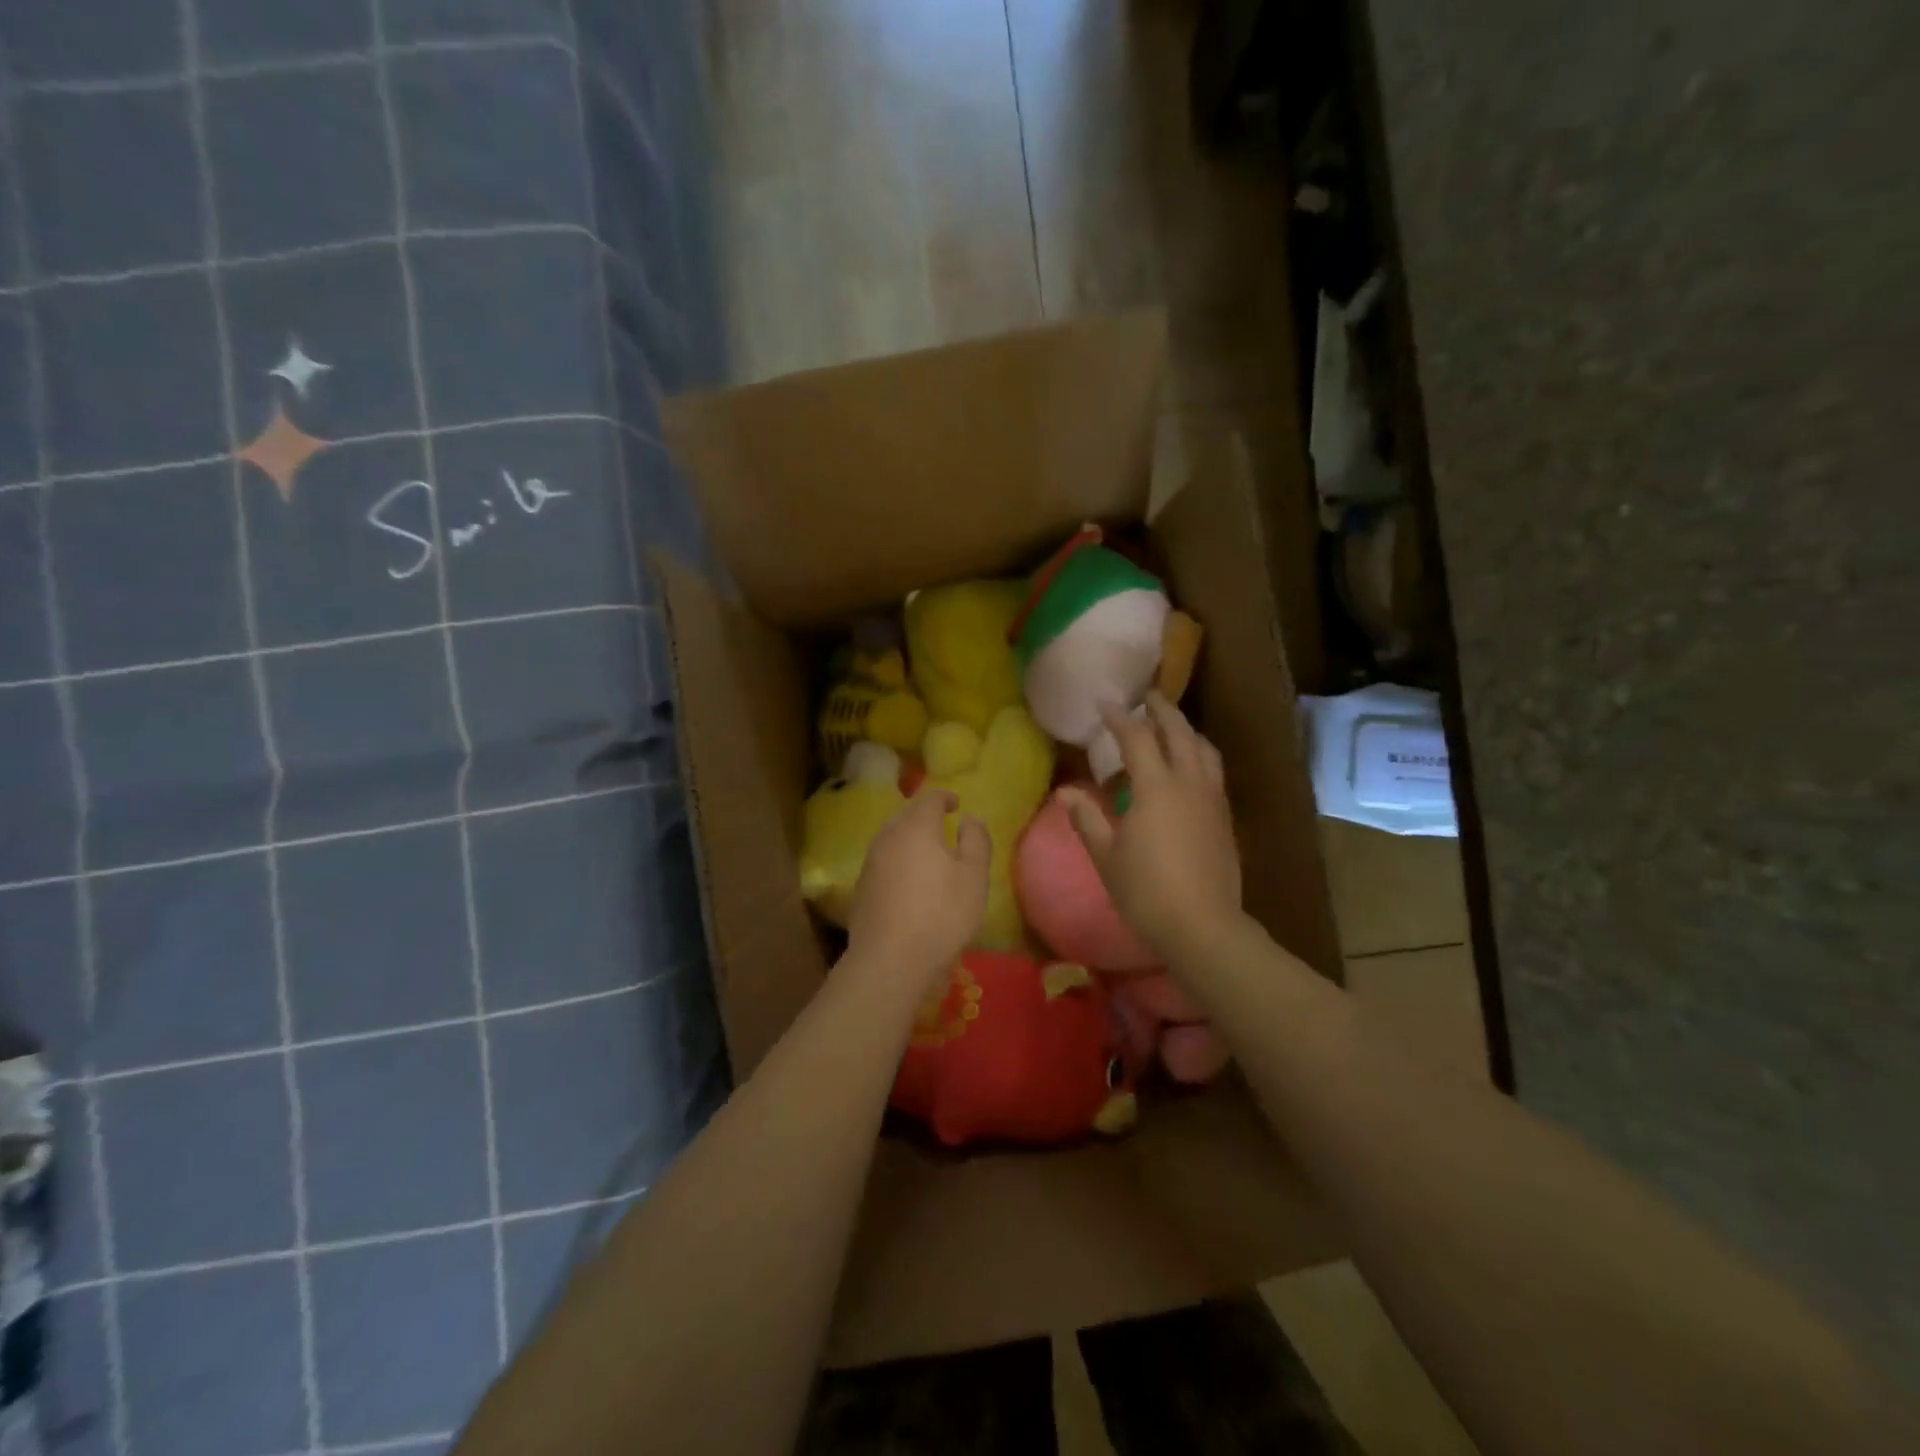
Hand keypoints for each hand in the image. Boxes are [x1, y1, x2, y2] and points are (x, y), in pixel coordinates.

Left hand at [843, 789, 990, 995]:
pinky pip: (883, 863)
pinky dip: (898, 862)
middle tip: (943, 826)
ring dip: (909, 840)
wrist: (890, 961)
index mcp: (916, 827)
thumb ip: (976, 840)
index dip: (945, 797)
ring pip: (892, 839)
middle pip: (906, 816)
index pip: (930, 799)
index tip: (957, 804)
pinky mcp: (861, 889)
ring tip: (928, 854)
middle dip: (924, 817)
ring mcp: (870, 863)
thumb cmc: (942, 913)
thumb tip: (969, 818)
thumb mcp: (974, 876)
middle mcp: (888, 837)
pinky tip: (909, 883)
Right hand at [1059, 693, 1241, 962]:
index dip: (1119, 718)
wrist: (1203, 926)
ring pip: (1205, 749)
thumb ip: (1086, 818)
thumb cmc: (1146, 891)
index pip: (1137, 738)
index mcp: (1157, 787)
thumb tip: (1066, 791)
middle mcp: (1189, 783)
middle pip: (1180, 733)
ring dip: (1187, 731)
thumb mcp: (1106, 855)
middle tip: (1148, 697)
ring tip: (1172, 727)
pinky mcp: (1225, 818)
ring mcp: (1213, 799)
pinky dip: (1199, 755)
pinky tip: (1189, 769)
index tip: (1105, 704)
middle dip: (1163, 710)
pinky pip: (1214, 771)